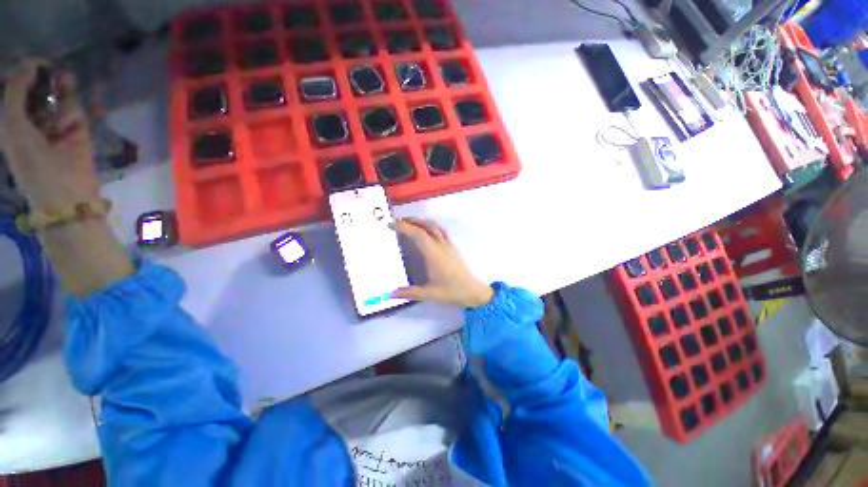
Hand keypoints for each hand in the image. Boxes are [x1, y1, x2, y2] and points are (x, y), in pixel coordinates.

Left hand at [1, 60, 98, 213]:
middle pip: (39, 90)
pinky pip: (77, 112)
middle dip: (45, 80)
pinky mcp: (78, 132)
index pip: (16, 90)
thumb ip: (15, 93)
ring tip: (65, 88)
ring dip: (62, 92)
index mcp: (11, 122)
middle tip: (50, 71)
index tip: (33, 65)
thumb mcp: (13, 125)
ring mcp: (56, 127)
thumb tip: (29, 67)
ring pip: (60, 99)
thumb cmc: (31, 163)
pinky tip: (72, 116)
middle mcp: (32, 120)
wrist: (65, 193)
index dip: (22, 74)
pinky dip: (75, 110)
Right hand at [392, 218, 493, 308]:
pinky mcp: (452, 246)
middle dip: (410, 221)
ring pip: (434, 226)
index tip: (391, 225)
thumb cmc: (451, 291)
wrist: (472, 290)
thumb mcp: (429, 294)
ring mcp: (448, 245)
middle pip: (426, 226)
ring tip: (409, 223)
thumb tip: (391, 294)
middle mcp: (441, 246)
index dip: (404, 227)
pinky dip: (430, 225)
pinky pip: (441, 230)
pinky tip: (426, 230)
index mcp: (434, 254)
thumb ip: (409, 292)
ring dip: (421, 221)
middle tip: (396, 222)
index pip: (418, 234)